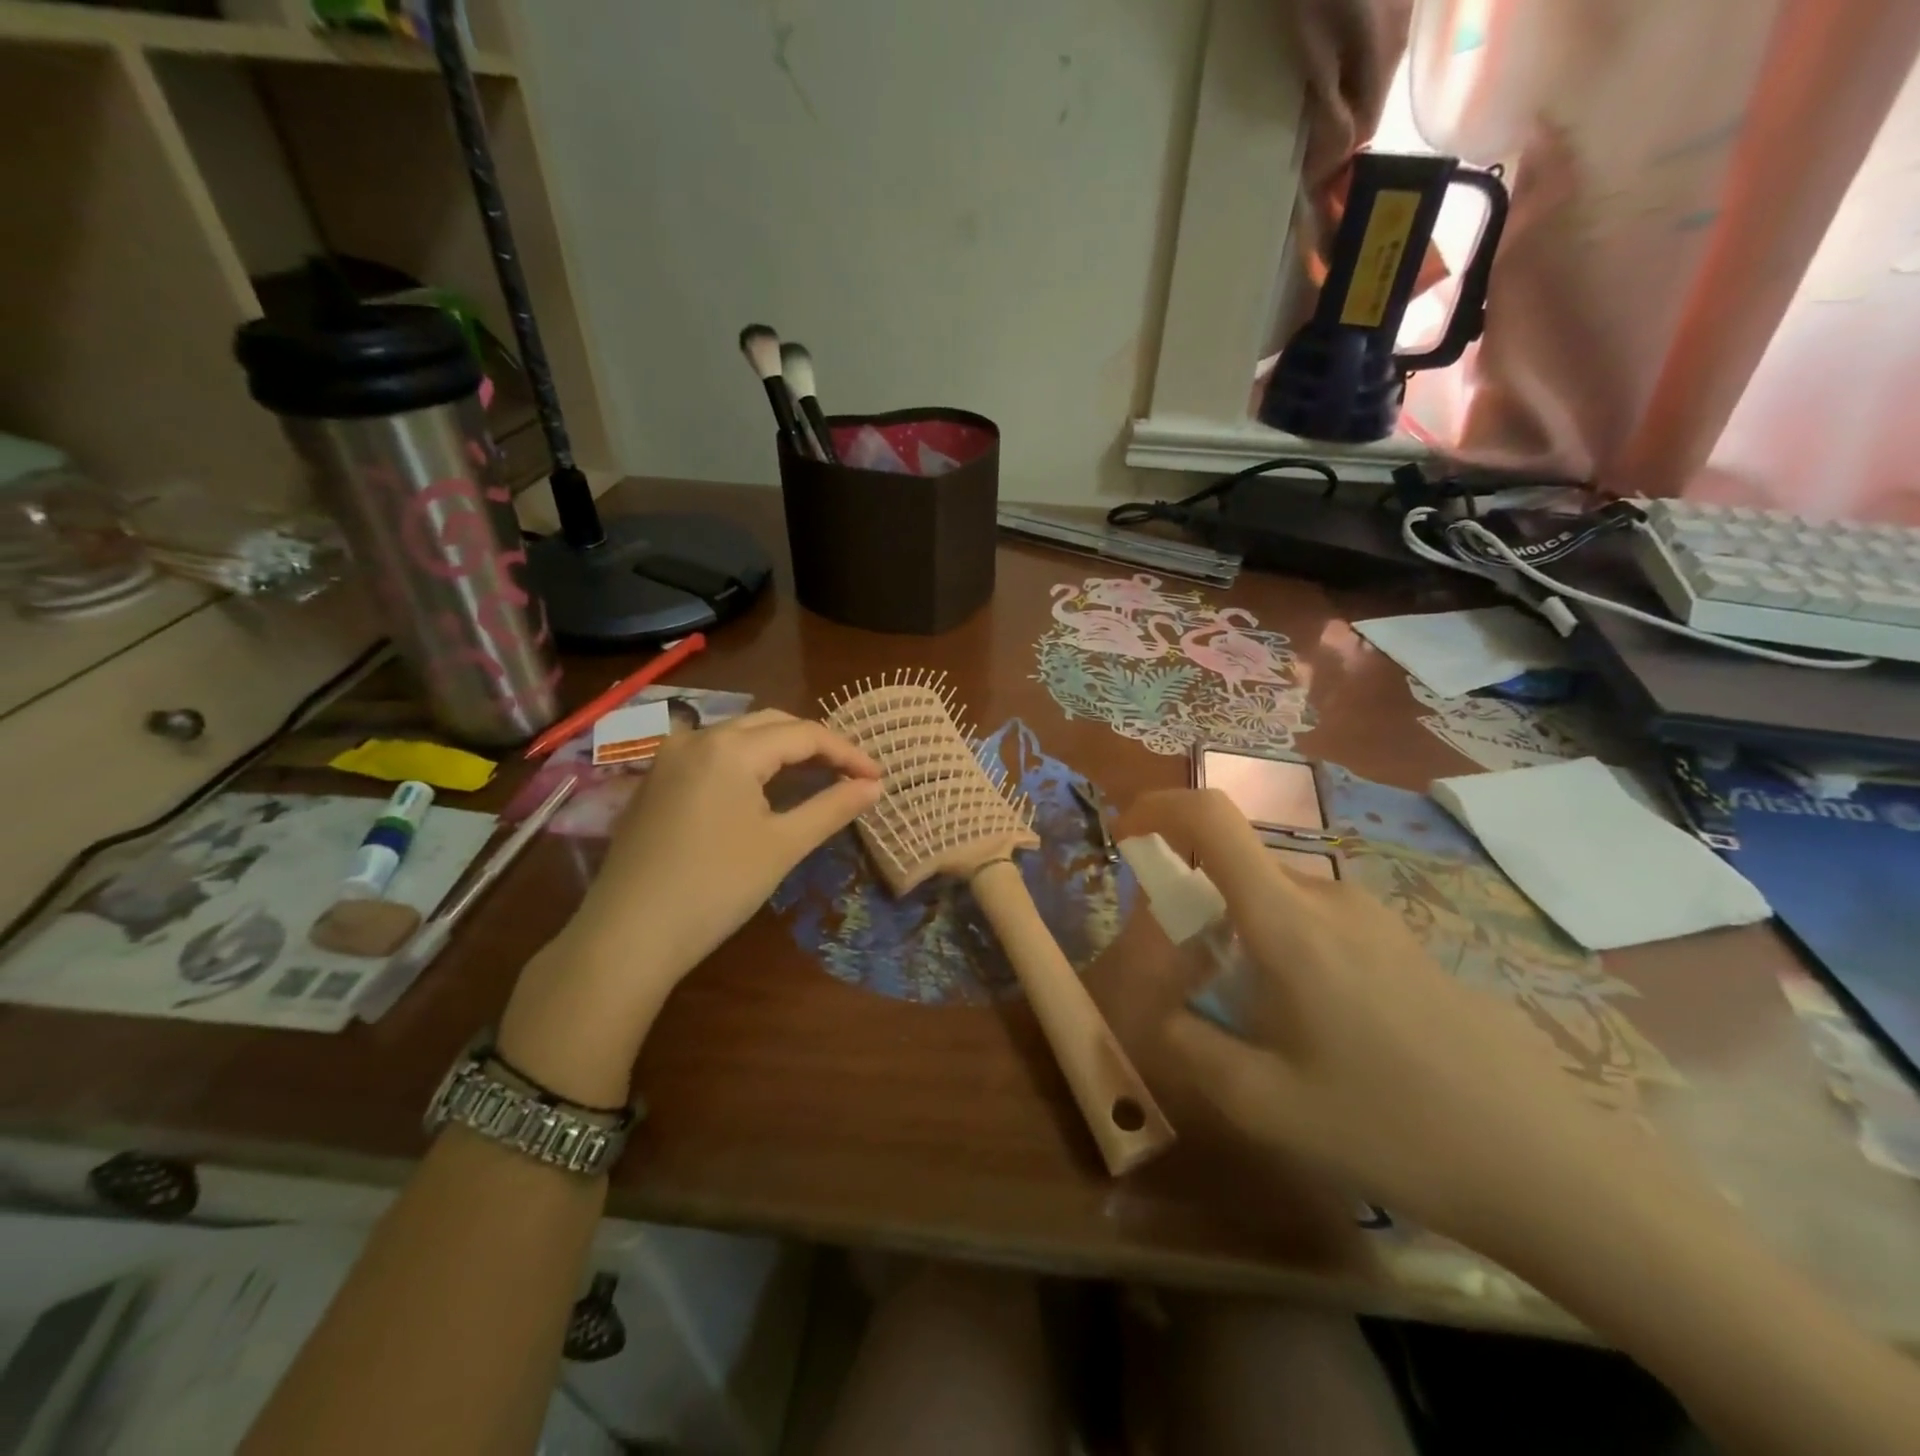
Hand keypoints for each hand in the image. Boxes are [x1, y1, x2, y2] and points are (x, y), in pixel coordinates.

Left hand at [499, 710, 880, 1104]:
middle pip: (771, 724)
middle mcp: (697, 737)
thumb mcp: (783, 846)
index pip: (804, 734)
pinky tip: (762, 788)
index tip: (878, 778)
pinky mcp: (654, 782)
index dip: (847, 753)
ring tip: (815, 776)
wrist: (628, 935)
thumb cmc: (715, 887)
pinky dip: (747, 763)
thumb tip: (874, 786)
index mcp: (730, 747)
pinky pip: (712, 755)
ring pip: (739, 737)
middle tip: (851, 775)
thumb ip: (832, 807)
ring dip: (781, 750)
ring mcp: (669, 758)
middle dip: (815, 745)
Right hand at [1117, 789, 1633, 1249]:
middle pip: (1235, 864)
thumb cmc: (1394, 1127)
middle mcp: (1328, 896)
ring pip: (1273, 896)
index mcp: (1287, 920)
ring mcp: (1372, 916)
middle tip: (1183, 975)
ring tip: (1246, 1014)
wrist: (1552, 1165)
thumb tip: (1157, 1015)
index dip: (1157, 809)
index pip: (1212, 818)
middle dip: (1190, 900)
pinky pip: (1313, 918)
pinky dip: (1278, 943)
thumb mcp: (1265, 1104)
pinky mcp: (1400, 941)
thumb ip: (1188, 1047)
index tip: (1127, 842)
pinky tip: (1310, 1024)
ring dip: (1235, 929)